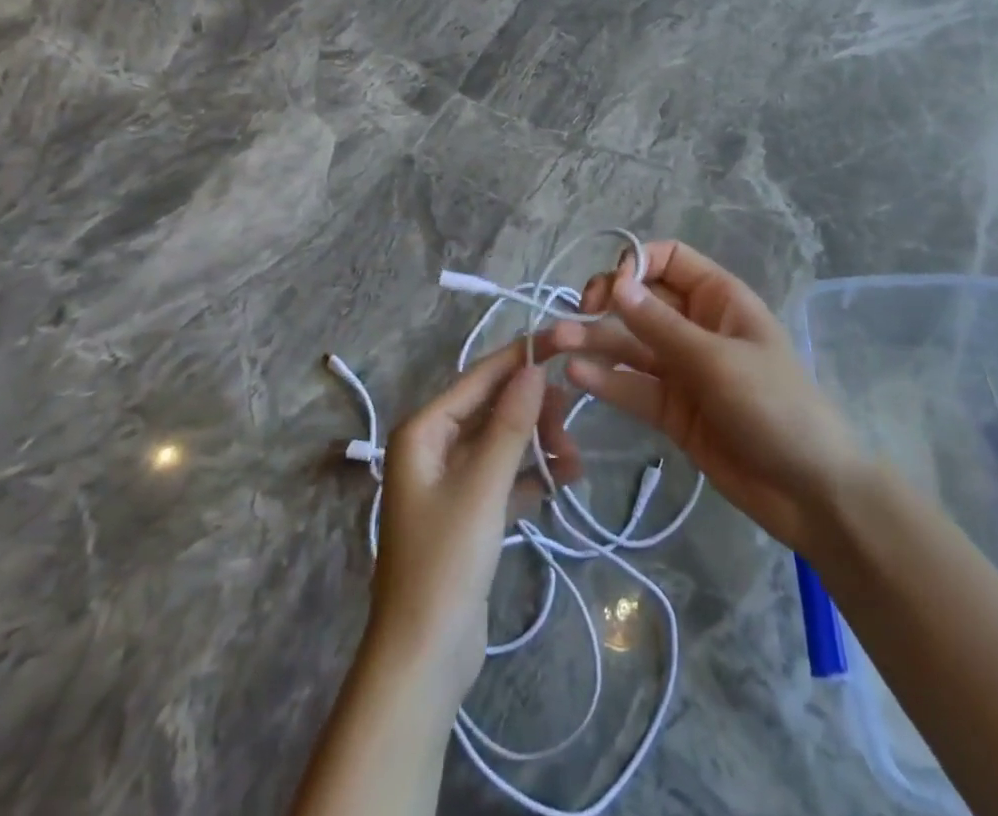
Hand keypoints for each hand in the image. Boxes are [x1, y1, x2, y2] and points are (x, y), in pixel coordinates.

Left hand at [368, 334, 581, 710]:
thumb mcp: (483, 486)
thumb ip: (510, 424)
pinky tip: (566, 479)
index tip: (564, 337)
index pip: (479, 377)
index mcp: (424, 430)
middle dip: (534, 411)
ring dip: (539, 443)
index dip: (521, 357)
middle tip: (572, 423)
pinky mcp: (469, 512)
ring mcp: (451, 481)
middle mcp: (433, 446)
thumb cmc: (446, 562)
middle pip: (493, 408)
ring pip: (503, 442)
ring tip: (575, 459)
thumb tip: (534, 367)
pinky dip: (533, 474)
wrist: (423, 660)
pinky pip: (506, 476)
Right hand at [561, 241, 863, 556]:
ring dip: (596, 341)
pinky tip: (577, 374)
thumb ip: (661, 326)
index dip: (637, 263)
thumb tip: (616, 283)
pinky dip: (606, 380)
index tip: (612, 287)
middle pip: (642, 301)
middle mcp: (695, 327)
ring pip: (630, 344)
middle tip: (578, 314)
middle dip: (607, 302)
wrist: (810, 492)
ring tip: (558, 342)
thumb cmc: (775, 407)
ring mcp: (681, 369)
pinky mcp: (671, 410)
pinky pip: (633, 386)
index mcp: (718, 299)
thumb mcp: (718, 361)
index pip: (669, 259)